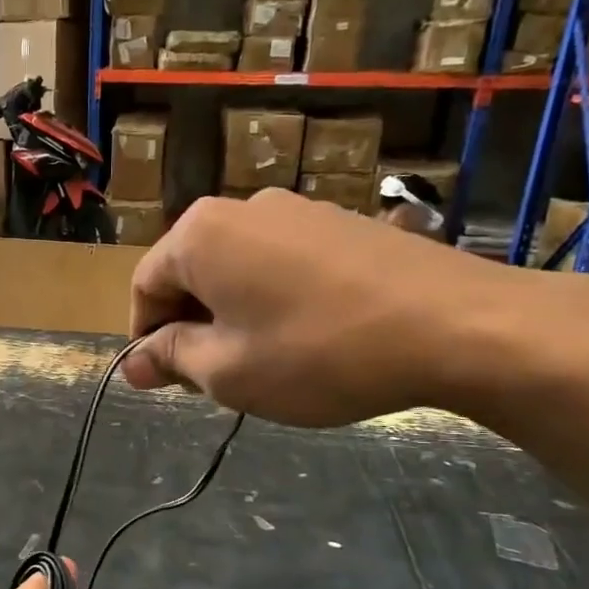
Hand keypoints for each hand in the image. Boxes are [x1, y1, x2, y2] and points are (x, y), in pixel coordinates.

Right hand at [122, 188, 563, 427]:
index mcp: (200, 234)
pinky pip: (282, 262)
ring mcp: (298, 209)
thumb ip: (170, 359)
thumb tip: (132, 363)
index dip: (147, 338)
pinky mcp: (341, 222)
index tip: (169, 381)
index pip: (145, 286)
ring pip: (238, 268)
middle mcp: (242, 207)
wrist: (456, 324)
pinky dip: (275, 299)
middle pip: (191, 273)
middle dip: (192, 326)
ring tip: (266, 361)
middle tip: (215, 379)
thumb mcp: (228, 371)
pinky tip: (309, 336)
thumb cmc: (317, 352)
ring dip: (233, 314)